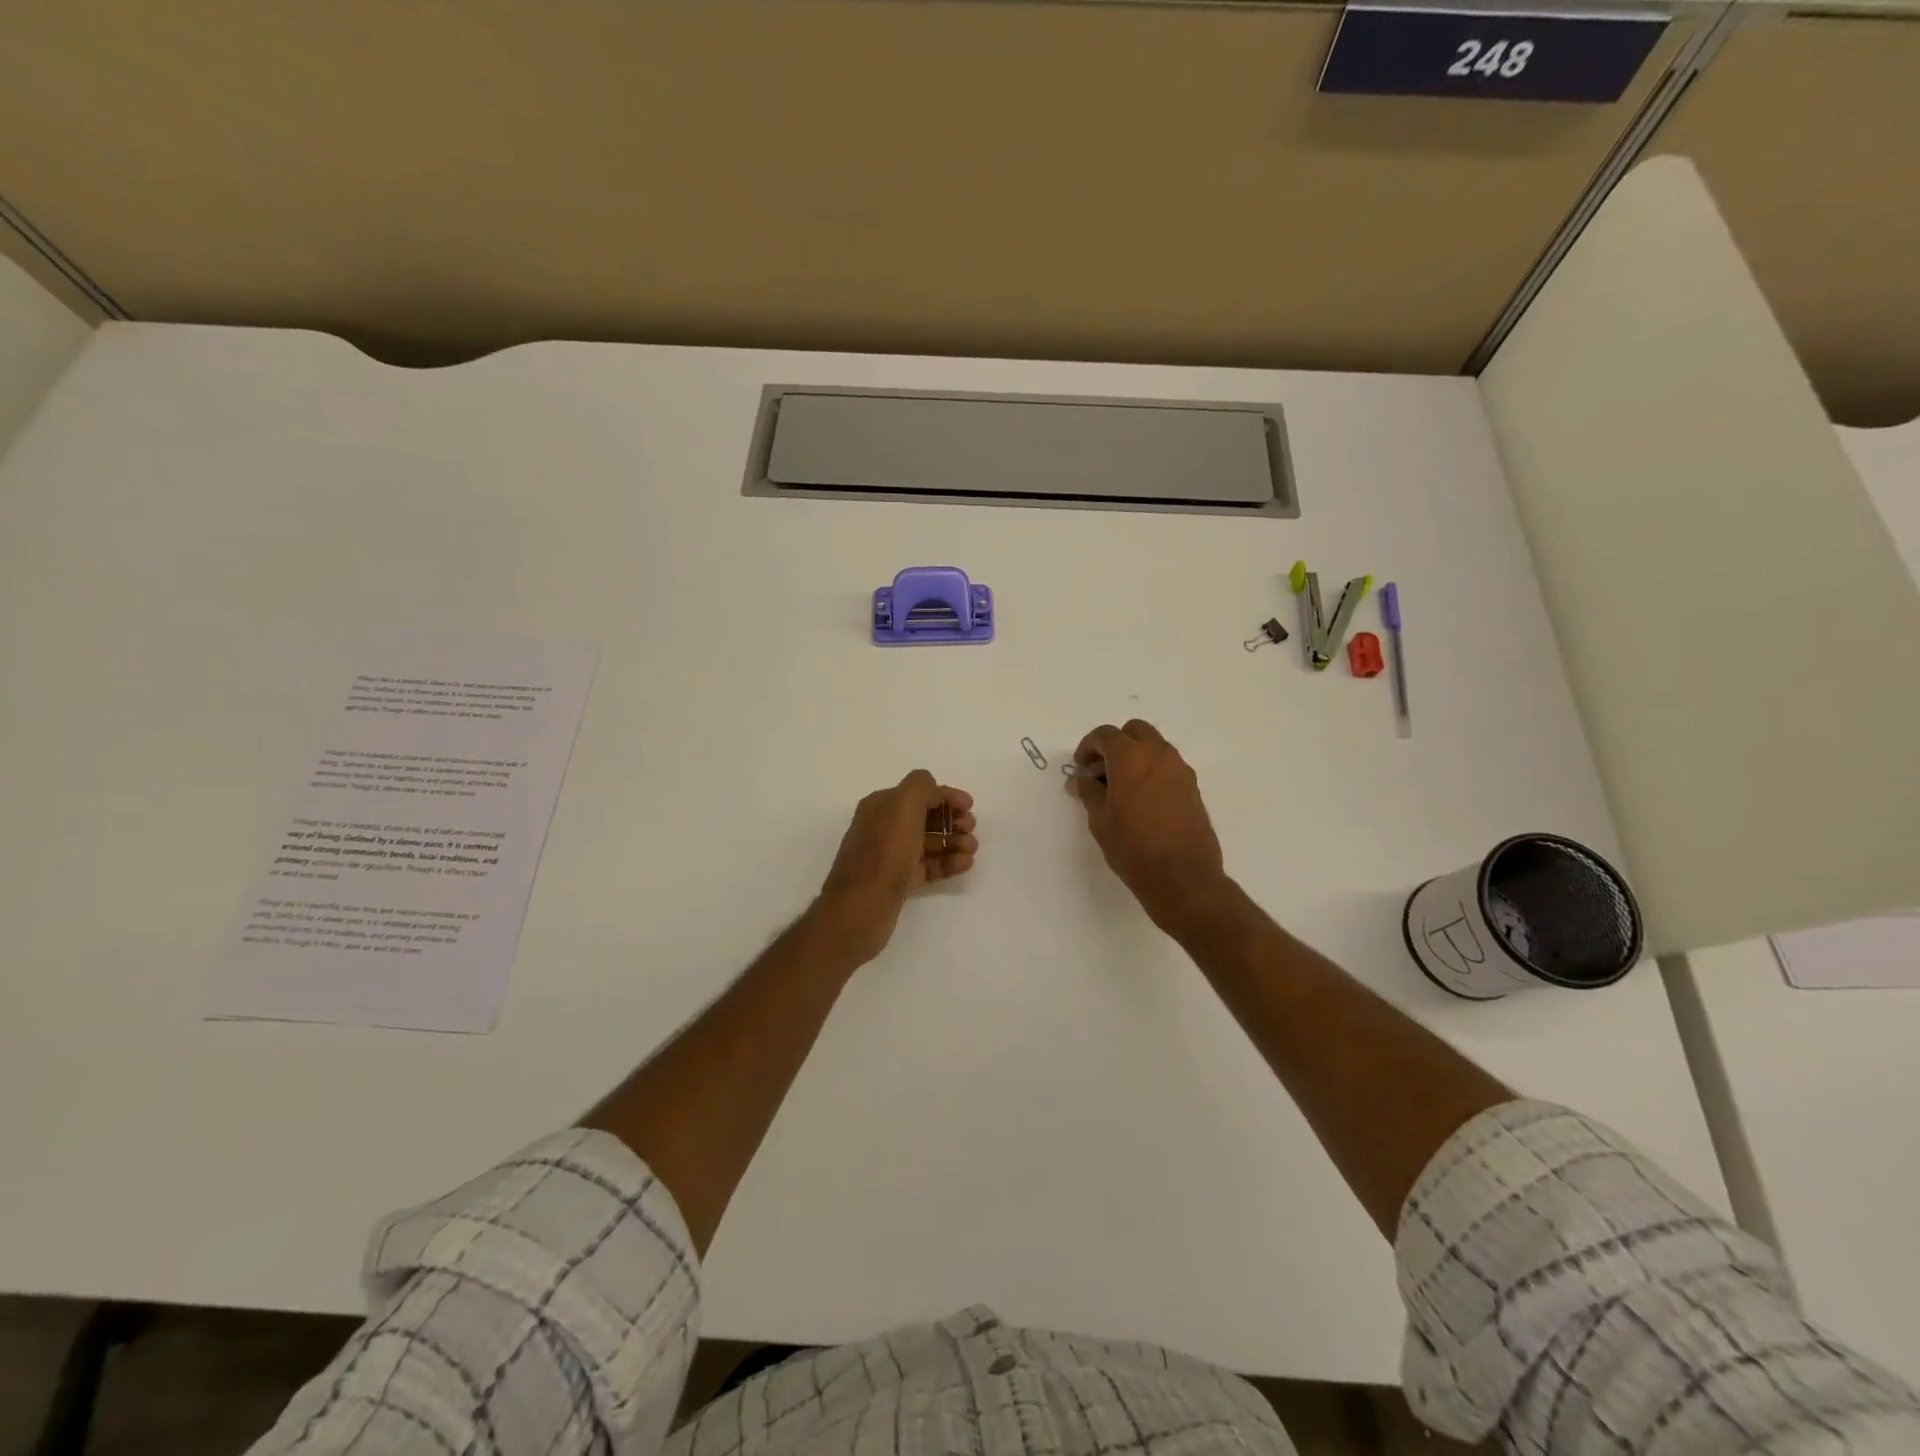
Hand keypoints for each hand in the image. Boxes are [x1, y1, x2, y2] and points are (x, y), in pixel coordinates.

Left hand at [815, 770, 976, 964]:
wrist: (862, 906)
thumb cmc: (885, 852)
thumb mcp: (904, 805)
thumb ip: (921, 787)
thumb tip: (934, 788)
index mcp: (881, 805)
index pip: (919, 792)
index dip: (946, 796)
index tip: (970, 807)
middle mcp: (884, 827)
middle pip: (925, 816)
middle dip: (952, 820)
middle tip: (971, 829)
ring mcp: (890, 855)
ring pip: (929, 842)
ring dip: (953, 841)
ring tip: (971, 849)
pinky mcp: (898, 881)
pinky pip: (928, 865)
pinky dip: (948, 862)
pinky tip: (965, 864)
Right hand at [1070, 720, 1227, 932]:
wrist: (1183, 877)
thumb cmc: (1133, 847)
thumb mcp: (1100, 820)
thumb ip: (1089, 792)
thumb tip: (1083, 779)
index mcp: (1131, 757)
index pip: (1105, 735)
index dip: (1088, 747)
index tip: (1081, 767)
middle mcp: (1158, 754)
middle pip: (1134, 731)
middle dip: (1115, 744)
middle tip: (1102, 771)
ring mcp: (1180, 769)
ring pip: (1154, 746)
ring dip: (1136, 756)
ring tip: (1121, 788)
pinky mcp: (1192, 787)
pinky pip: (1167, 766)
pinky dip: (1152, 770)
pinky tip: (1142, 800)